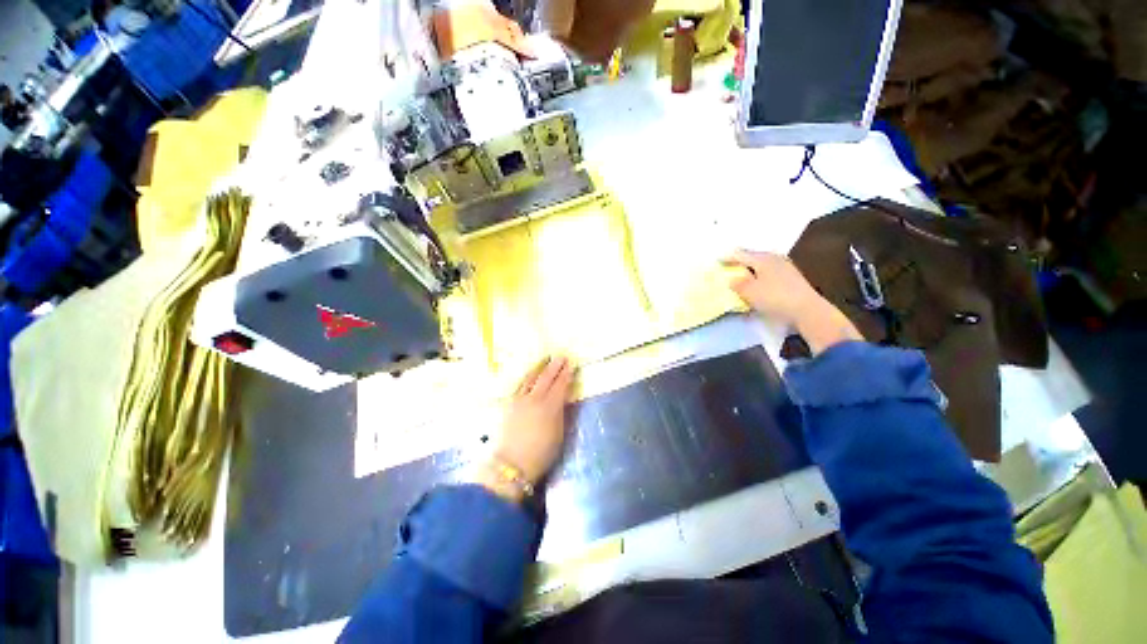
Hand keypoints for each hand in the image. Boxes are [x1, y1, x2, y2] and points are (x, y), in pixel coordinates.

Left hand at [482, 356, 574, 498]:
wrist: (512, 464)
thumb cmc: (541, 453)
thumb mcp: (559, 433)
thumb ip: (562, 412)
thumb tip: (564, 398)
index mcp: (551, 406)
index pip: (561, 385)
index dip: (567, 374)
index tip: (571, 364)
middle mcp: (535, 398)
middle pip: (546, 378)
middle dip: (554, 366)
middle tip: (561, 356)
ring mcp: (520, 400)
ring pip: (531, 378)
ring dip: (540, 368)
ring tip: (545, 360)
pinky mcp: (510, 404)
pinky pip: (520, 385)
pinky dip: (528, 377)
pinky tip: (530, 375)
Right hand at [721, 250, 822, 326]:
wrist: (808, 310)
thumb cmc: (774, 298)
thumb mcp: (750, 292)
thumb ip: (738, 284)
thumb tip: (732, 278)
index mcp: (762, 258)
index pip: (741, 254)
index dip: (728, 257)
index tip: (718, 260)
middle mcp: (775, 258)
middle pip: (753, 257)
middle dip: (741, 261)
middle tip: (730, 265)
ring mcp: (786, 268)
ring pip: (763, 265)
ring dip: (752, 270)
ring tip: (742, 275)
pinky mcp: (792, 278)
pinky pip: (770, 273)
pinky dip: (761, 276)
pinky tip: (759, 283)